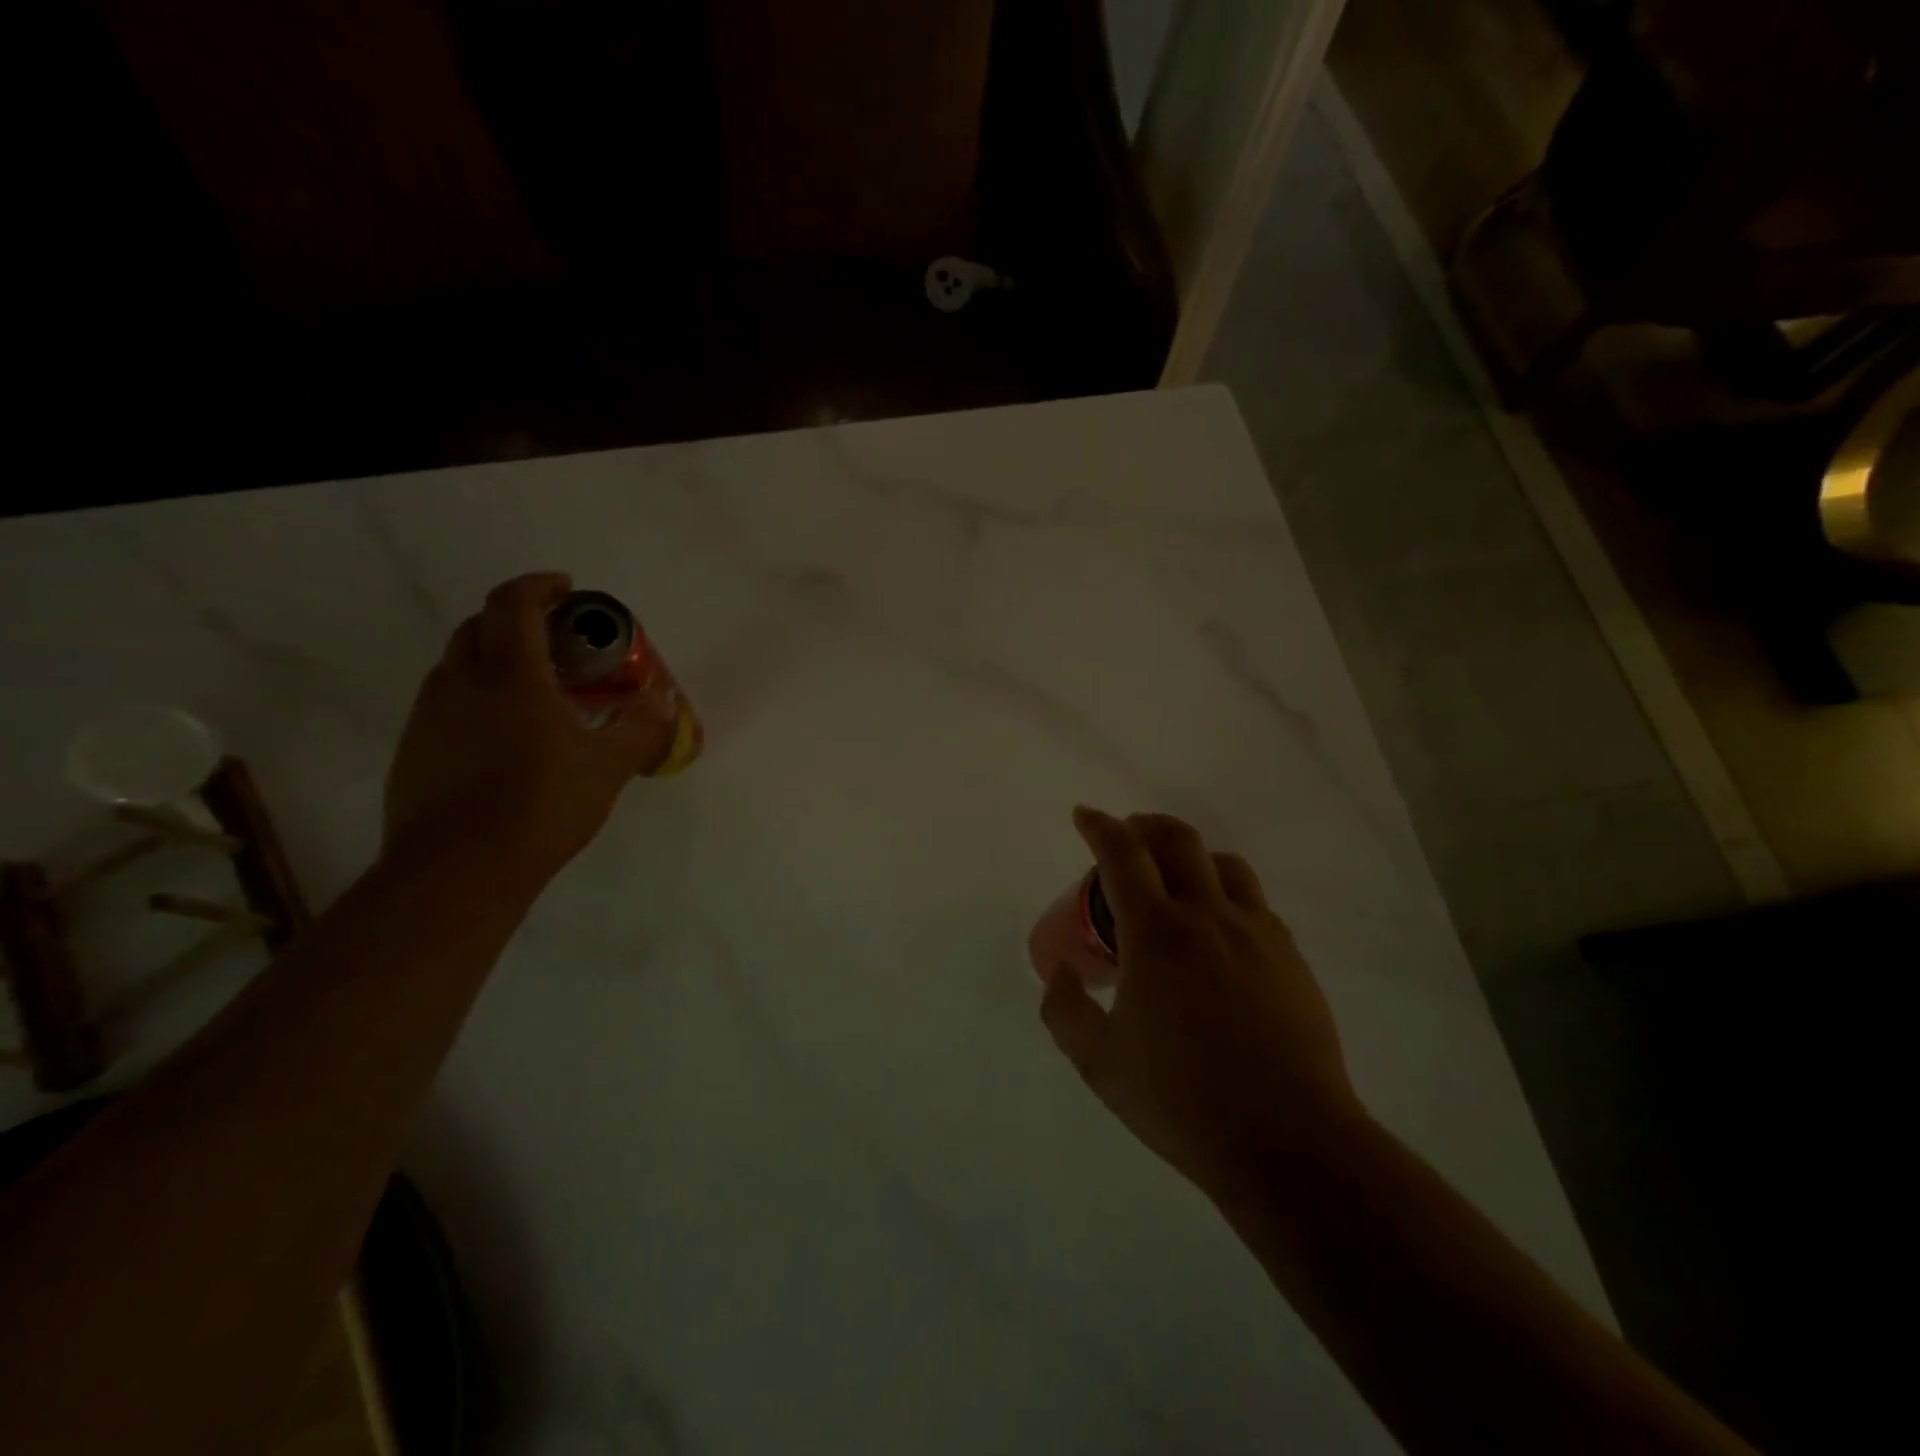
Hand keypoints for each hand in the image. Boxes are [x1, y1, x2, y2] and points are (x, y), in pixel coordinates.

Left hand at [383, 573, 677, 882]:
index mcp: (510, 676)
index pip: (514, 605)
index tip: (568, 589)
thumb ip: (640, 727)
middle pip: (480, 627)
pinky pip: (447, 705)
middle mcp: (460, 684)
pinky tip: (506, 738)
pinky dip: (477, 699)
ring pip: (459, 666)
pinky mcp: (414, 751)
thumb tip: (664, 700)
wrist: (458, 871)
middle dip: (517, 620)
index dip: (540, 587)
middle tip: (557, 641)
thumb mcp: (608, 766)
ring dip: (495, 660)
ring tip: (536, 690)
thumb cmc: (541, 806)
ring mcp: (429, 717)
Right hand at [1038, 808, 1364, 1204]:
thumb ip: (1066, 1012)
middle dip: (1145, 826)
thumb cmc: (1183, 1101)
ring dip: (1190, 855)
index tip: (1084, 816)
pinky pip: (1254, 902)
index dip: (1100, 827)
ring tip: (1173, 878)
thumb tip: (1062, 975)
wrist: (1289, 1144)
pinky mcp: (1290, 957)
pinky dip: (1225, 892)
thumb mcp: (1100, 1064)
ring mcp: (1256, 933)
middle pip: (1178, 841)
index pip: (1122, 856)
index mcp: (1157, 935)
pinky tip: (1218, 930)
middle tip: (1126, 836)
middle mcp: (1208, 917)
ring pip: (1223, 864)